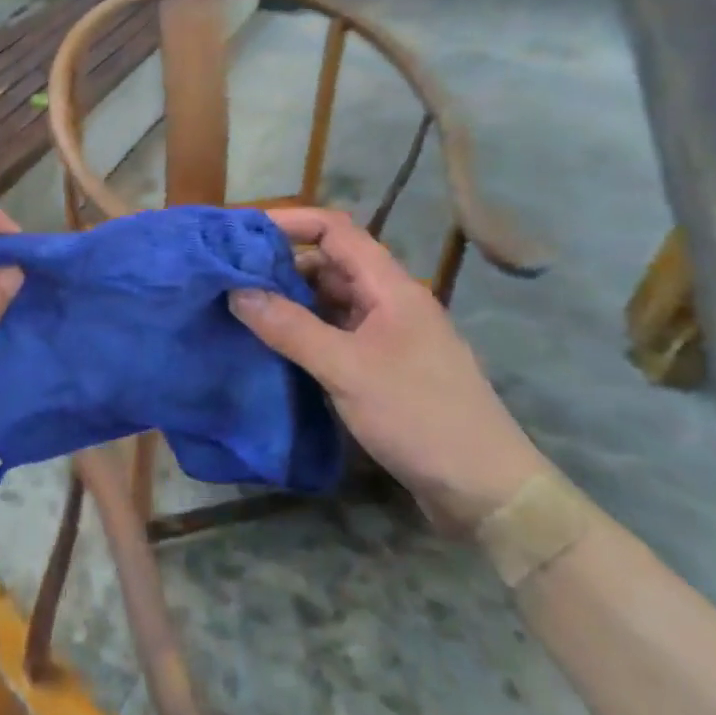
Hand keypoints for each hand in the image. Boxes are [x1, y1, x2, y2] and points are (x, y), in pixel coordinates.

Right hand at [233, 208, 546, 527]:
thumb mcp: (346, 369)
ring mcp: (386, 337)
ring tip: (240, 308)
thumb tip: (236, 291)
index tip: (242, 232)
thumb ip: (289, 328)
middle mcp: (388, 303)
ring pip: (329, 300)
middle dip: (280, 263)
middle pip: (328, 263)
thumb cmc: (420, 417)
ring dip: (288, 299)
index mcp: (390, 288)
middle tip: (229, 276)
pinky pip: (333, 333)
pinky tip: (271, 345)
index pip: (336, 230)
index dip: (290, 222)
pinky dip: (301, 331)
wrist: (486, 492)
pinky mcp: (381, 368)